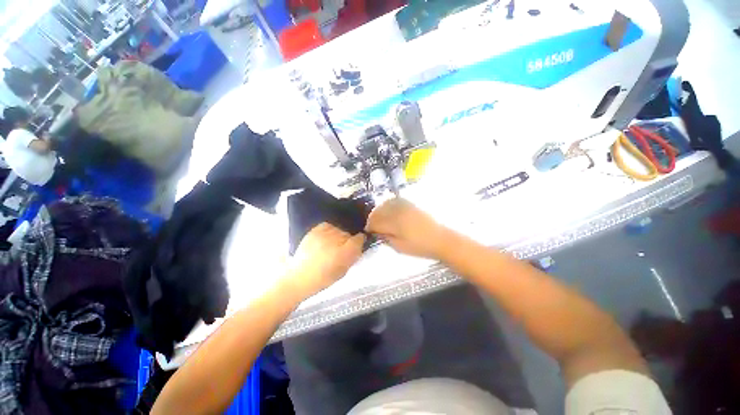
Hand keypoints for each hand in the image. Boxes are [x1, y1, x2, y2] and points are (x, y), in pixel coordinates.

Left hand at [285, 223, 364, 299]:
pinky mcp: (316, 230)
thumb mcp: (344, 270)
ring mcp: (325, 233)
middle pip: (348, 234)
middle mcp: (338, 239)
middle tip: (340, 250)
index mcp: (347, 251)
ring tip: (330, 245)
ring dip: (337, 236)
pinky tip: (324, 239)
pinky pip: (327, 226)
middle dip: (347, 241)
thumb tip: (358, 247)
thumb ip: (353, 257)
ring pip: (338, 230)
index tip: (357, 245)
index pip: (359, 238)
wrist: (301, 276)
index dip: (360, 241)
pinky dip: (328, 231)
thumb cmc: (324, 278)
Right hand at [365, 198, 450, 258]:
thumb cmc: (419, 247)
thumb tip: (376, 231)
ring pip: (384, 204)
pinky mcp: (409, 203)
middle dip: (372, 219)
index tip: (368, 232)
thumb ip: (385, 237)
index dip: (369, 227)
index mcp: (395, 223)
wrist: (439, 239)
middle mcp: (398, 211)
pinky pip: (394, 201)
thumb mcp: (399, 247)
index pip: (375, 222)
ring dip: (379, 212)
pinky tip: (388, 212)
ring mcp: (404, 205)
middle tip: (373, 227)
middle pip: (378, 212)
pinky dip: (387, 205)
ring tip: (380, 220)